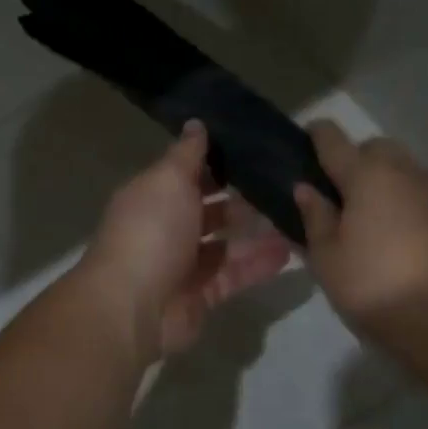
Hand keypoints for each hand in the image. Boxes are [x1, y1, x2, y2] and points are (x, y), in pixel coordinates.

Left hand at [78, 122, 293, 363]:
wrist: (133, 306)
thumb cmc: (150, 231)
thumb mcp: (168, 180)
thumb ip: (187, 154)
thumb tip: (196, 123)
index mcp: (153, 195)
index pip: (186, 172)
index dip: (215, 161)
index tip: (253, 149)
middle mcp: (166, 226)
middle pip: (208, 208)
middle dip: (241, 197)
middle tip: (283, 185)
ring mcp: (183, 263)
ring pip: (224, 243)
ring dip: (255, 233)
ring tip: (294, 218)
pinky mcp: (200, 295)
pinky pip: (233, 275)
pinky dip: (258, 264)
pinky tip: (289, 252)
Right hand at [294, 121, 427, 365]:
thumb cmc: (379, 286)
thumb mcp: (328, 259)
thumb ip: (315, 218)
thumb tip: (306, 189)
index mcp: (365, 174)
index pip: (332, 137)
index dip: (313, 136)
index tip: (301, 149)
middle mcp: (402, 171)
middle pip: (374, 147)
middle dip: (354, 159)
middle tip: (337, 195)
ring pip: (401, 168)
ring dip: (383, 181)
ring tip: (367, 219)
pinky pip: (420, 193)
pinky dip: (405, 201)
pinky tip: (395, 235)